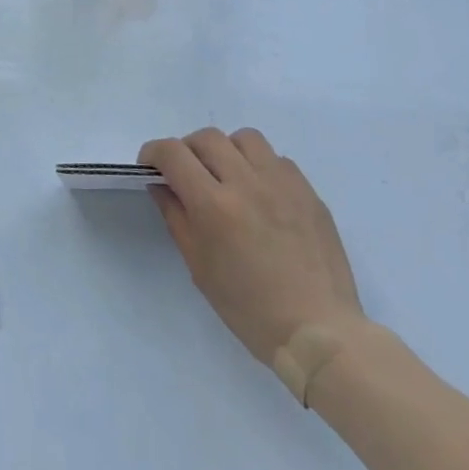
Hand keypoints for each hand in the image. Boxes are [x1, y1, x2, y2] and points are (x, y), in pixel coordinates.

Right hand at [139, 127, 363, 362]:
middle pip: (207, 137)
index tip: (150, 167)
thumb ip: (176, 217)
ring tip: (227, 177)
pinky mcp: (308, 191)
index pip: (173, 153)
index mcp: (214, 205)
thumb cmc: (249, 308)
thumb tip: (162, 185)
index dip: (154, 153)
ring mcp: (282, 183)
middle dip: (187, 150)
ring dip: (227, 150)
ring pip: (245, 138)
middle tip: (187, 174)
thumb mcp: (199, 267)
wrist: (318, 331)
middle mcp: (247, 183)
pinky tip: (261, 194)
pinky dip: (260, 166)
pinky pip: (277, 159)